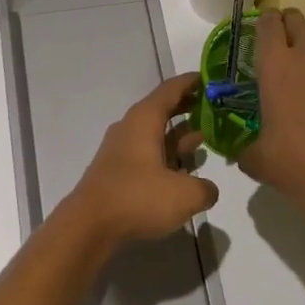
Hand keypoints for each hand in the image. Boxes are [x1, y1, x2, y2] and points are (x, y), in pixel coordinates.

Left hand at [67, 72, 217, 247]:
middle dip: (188, 107)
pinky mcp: (117, 172)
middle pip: (162, 109)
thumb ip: (205, 188)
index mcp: (145, 120)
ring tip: (204, 138)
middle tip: (214, 108)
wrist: (89, 226)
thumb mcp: (184, 195)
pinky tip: (183, 171)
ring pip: (155, 134)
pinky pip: (147, 154)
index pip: (171, 89)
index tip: (211, 78)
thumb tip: (208, 189)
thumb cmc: (138, 198)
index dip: (192, 82)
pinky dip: (166, 156)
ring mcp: (121, 150)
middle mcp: (131, 128)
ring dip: (178, 135)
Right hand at [242, 9, 304, 221]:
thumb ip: (248, 148)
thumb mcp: (259, 158)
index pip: (268, 23)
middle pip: (298, 19)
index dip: (265, 22)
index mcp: (276, 63)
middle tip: (286, 41)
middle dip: (290, 25)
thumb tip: (244, 155)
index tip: (263, 30)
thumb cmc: (296, 162)